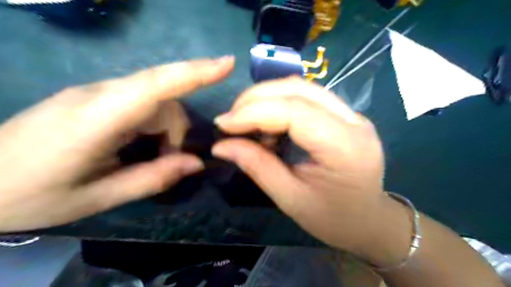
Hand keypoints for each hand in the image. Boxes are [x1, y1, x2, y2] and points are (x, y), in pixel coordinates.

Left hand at [0, 54, 233, 230]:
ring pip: (154, 100)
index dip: (196, 71)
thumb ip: (154, 178)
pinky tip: (138, 146)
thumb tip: (196, 164)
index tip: (227, 64)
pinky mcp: (94, 97)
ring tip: (149, 159)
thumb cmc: (33, 194)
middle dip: (176, 131)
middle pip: (163, 97)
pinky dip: (152, 125)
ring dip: (163, 131)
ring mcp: (96, 92)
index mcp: (98, 118)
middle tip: (169, 163)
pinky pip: (140, 102)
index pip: (158, 84)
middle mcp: (100, 94)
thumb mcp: (100, 197)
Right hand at [212, 77, 393, 260]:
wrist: (369, 220)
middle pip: (298, 90)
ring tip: (247, 122)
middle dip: (256, 98)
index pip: (294, 112)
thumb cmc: (333, 218)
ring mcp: (353, 115)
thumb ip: (257, 166)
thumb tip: (220, 146)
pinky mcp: (346, 115)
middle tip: (231, 119)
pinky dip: (280, 103)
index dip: (253, 112)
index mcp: (345, 147)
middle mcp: (354, 121)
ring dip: (267, 98)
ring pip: (302, 88)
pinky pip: (308, 97)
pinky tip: (269, 123)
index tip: (222, 123)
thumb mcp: (290, 199)